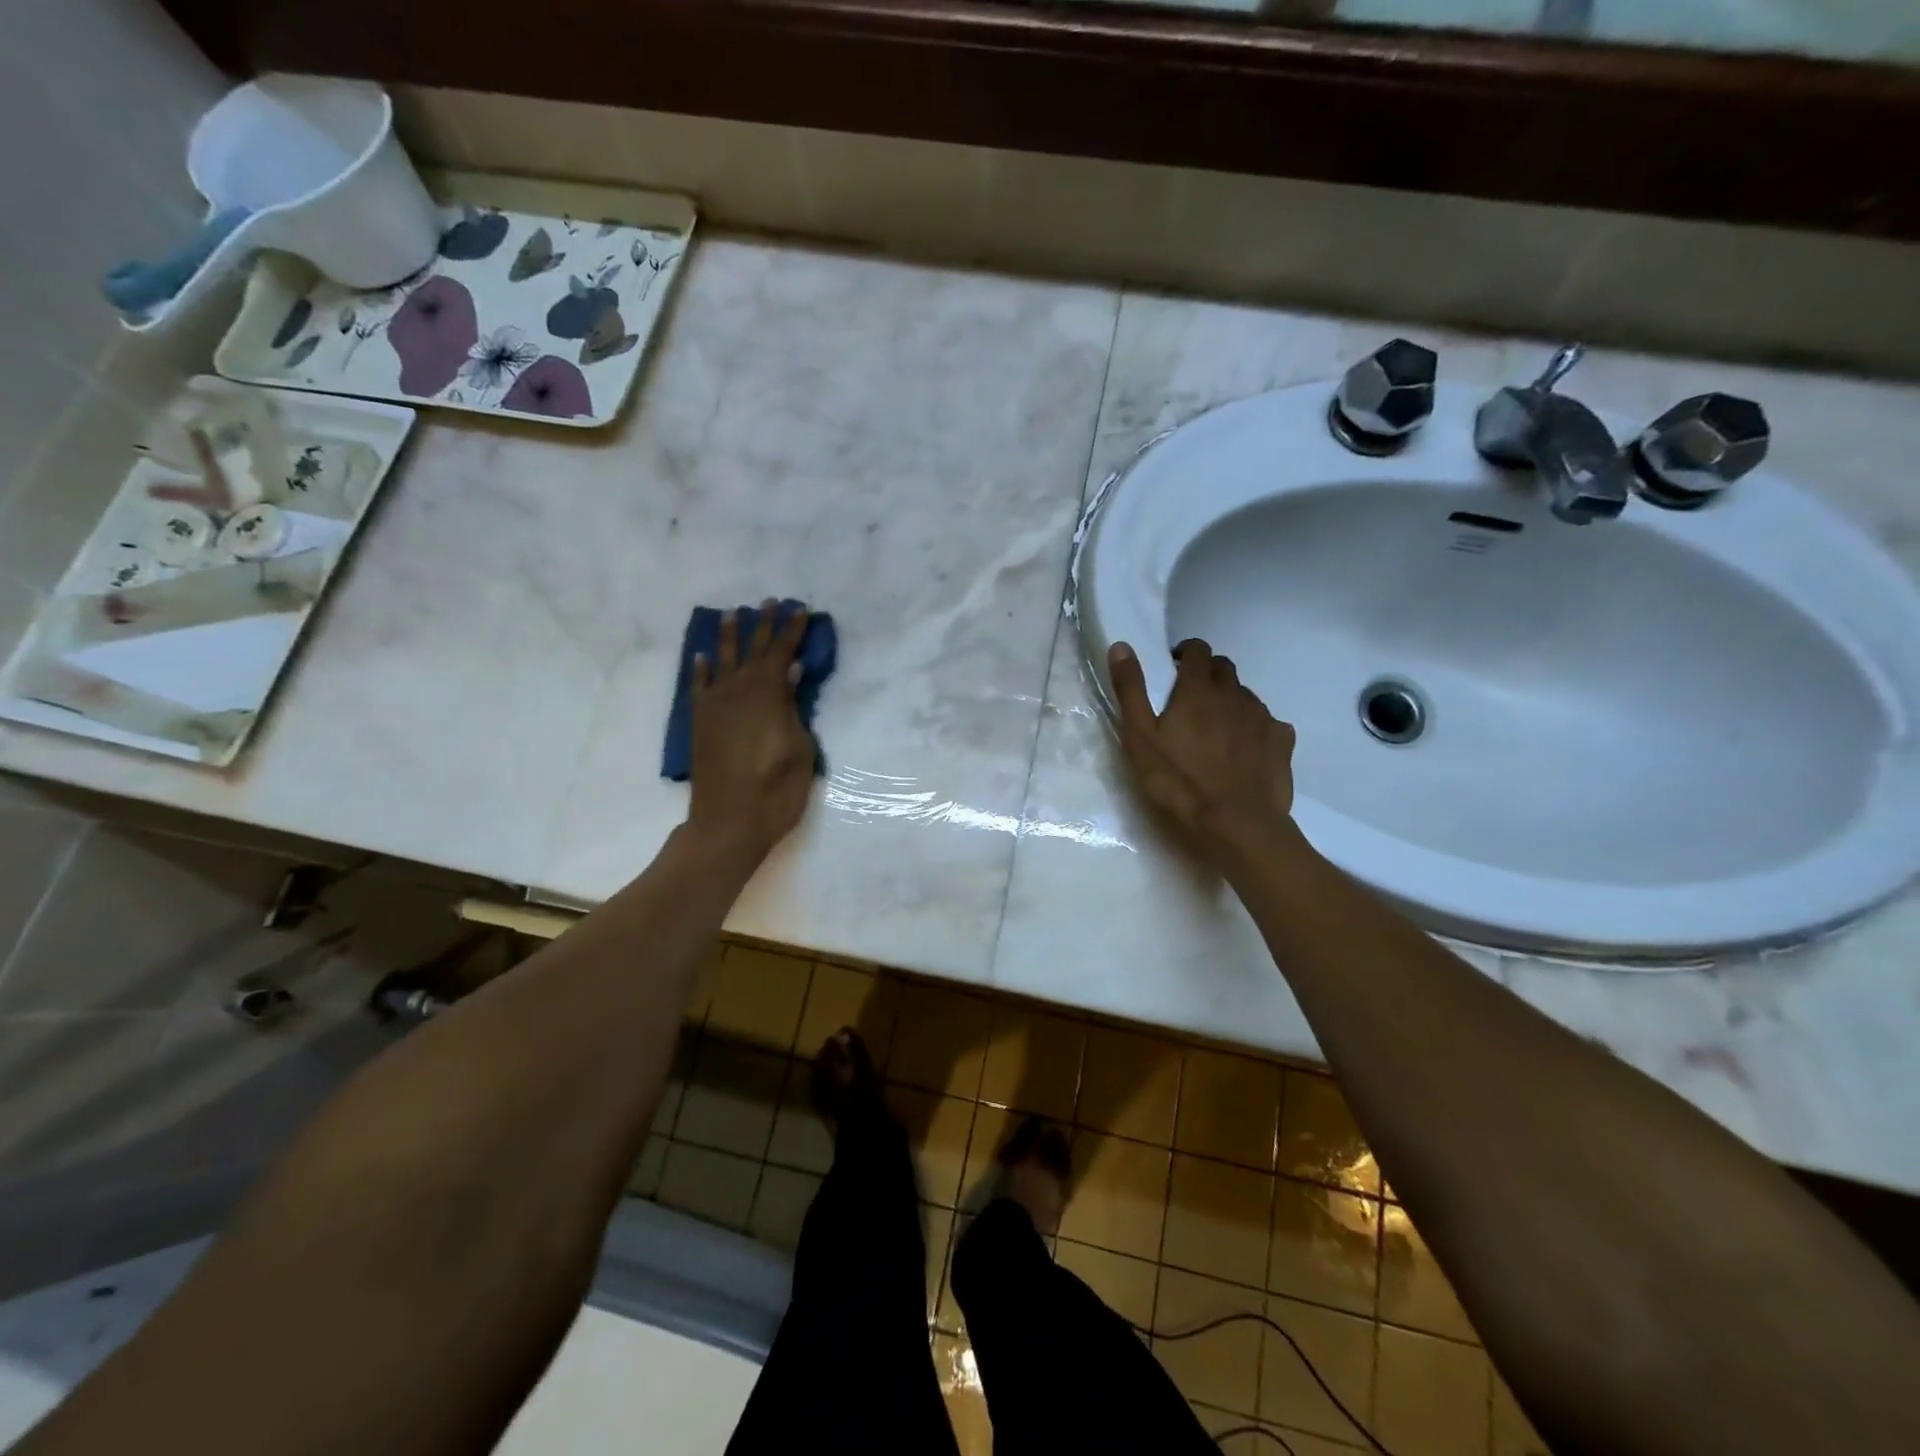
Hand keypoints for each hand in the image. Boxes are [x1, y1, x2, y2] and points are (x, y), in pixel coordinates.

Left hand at [688, 601, 815, 860]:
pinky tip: (702, 656)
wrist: (727, 824)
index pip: (782, 654)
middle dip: (763, 625)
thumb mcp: (800, 750)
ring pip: (723, 662)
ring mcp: (715, 708)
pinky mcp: (700, 724)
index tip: (801, 610)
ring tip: (734, 613)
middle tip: (770, 601)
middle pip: (753, 651)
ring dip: (730, 637)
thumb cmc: (776, 791)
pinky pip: (699, 687)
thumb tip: (791, 672)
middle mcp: (738, 693)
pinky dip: (700, 670)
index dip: (792, 631)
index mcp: (767, 697)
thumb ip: (793, 708)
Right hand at [1108, 638, 1297, 862]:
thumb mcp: (1140, 737)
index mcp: (1198, 689)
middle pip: (1223, 668)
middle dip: (1206, 674)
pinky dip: (1254, 727)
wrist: (1237, 824)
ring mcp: (1262, 717)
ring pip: (1245, 695)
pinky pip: (1268, 722)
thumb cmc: (1179, 781)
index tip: (1173, 668)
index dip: (1185, 652)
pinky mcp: (1282, 742)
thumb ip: (1131, 690)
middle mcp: (1234, 694)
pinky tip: (1244, 749)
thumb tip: (1121, 645)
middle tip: (1189, 699)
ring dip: (1229, 701)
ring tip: (1214, 729)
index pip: (1197, 649)